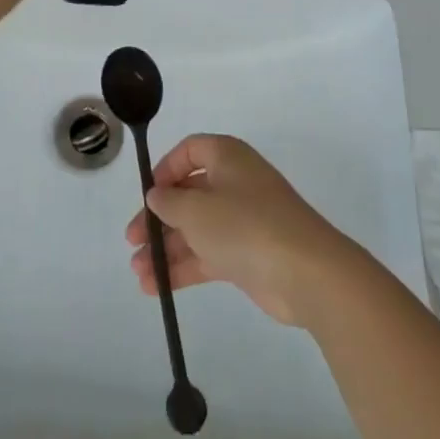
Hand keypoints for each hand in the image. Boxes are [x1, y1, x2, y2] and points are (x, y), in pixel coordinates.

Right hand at [124, 134, 358, 327]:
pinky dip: (184, 268)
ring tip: (138, 272)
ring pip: (196, 229)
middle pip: (189, 194)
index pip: (190, 151)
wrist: (307, 273)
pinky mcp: (248, 255)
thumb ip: (169, 202)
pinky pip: (208, 255)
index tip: (148, 195)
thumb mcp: (197, 209)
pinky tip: (156, 287)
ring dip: (166, 248)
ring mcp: (243, 221)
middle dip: (158, 218)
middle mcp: (235, 183)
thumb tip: (157, 195)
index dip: (165, 169)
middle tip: (132, 240)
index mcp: (227, 157)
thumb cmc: (246, 225)